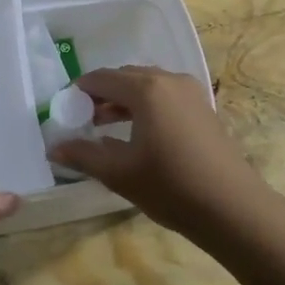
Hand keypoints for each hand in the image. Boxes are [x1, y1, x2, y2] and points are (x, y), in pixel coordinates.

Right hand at [51, 66, 266, 238]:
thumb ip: (83, 155)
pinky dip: (145, 107)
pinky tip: (136, 134)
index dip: (79, 91)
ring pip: (148, 86)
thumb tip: (54, 147)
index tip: (63, 109)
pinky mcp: (203, 108)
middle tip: (81, 118)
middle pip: (126, 78)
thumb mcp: (119, 172)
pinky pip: (165, 97)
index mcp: (146, 89)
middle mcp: (170, 80)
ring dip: (123, 101)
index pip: (102, 78)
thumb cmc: (170, 186)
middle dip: (102, 94)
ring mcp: (191, 92)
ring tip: (103, 126)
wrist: (231, 207)